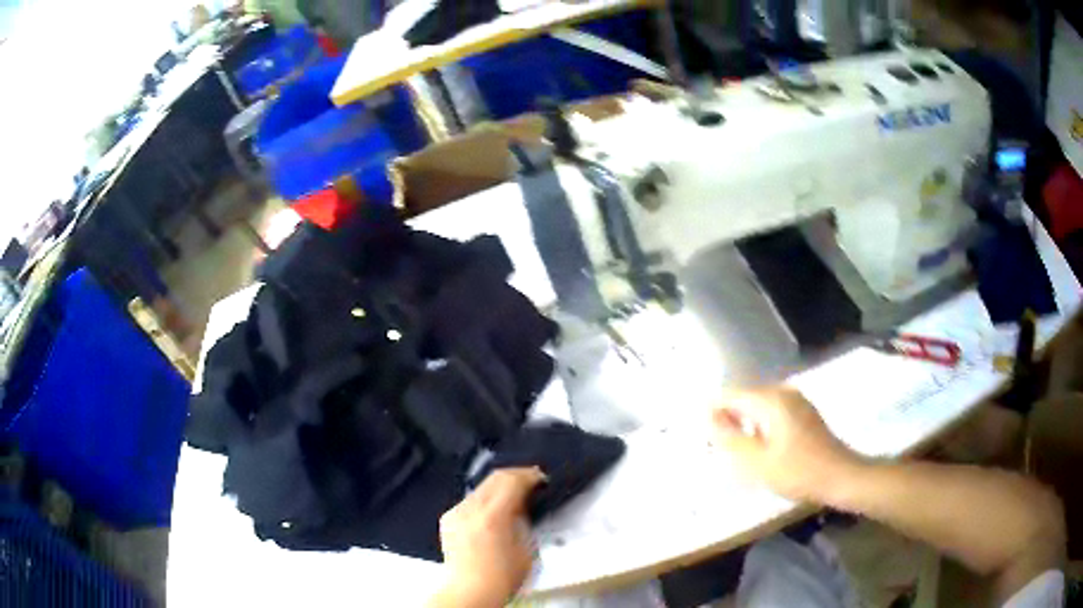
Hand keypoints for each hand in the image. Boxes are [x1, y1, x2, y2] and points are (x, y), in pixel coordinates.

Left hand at [429, 468, 545, 607]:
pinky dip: (484, 500)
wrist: (469, 590)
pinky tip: (492, 512)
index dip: (530, 476)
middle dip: (516, 476)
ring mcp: (456, 512)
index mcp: (493, 515)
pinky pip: (469, 501)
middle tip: (532, 481)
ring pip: (481, 487)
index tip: (542, 479)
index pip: (512, 481)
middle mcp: (471, 508)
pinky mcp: (447, 519)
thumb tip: (521, 507)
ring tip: (513, 497)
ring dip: (499, 487)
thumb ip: (523, 522)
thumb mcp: (526, 549)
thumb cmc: (503, 576)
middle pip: (495, 477)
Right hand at [711, 387, 863, 503]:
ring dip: (747, 428)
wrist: (840, 477)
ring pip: (759, 408)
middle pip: (745, 400)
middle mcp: (783, 391)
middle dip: (731, 422)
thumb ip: (729, 437)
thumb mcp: (757, 461)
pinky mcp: (804, 412)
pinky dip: (762, 429)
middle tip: (724, 452)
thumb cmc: (798, 471)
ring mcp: (796, 400)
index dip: (714, 414)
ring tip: (741, 455)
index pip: (731, 395)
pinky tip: (763, 452)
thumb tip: (709, 416)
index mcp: (771, 399)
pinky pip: (773, 414)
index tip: (706, 439)